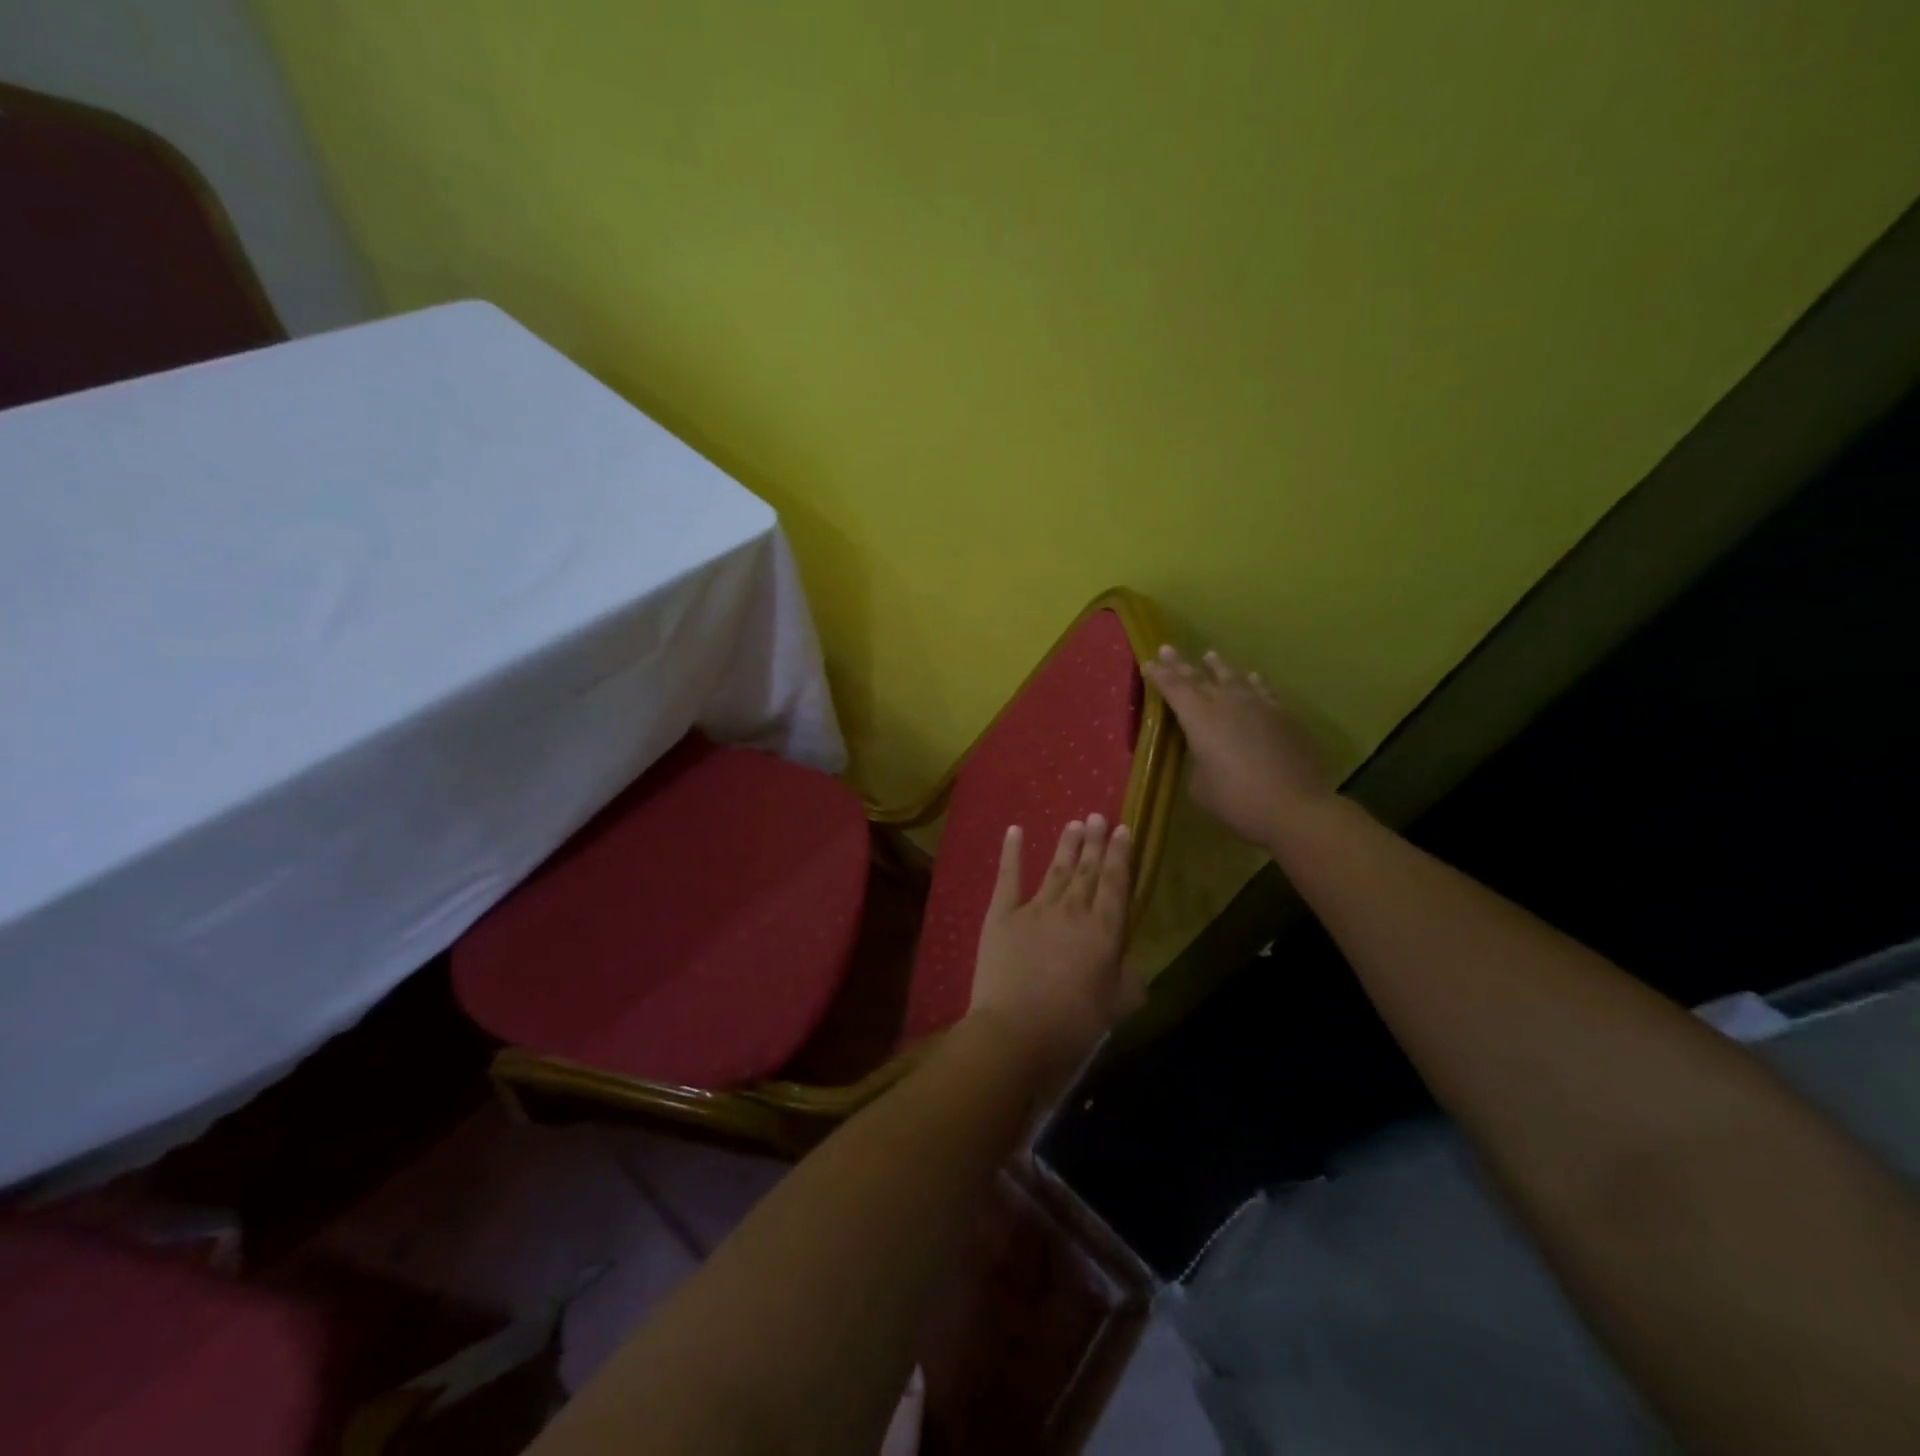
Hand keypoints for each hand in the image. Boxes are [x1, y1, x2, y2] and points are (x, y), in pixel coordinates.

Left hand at [968, 816, 1139, 1079]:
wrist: (1016, 1031)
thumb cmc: (1073, 1024)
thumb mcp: (1117, 1007)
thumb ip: (1130, 981)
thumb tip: (1132, 965)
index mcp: (1104, 930)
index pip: (1116, 883)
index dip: (1120, 855)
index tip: (1122, 829)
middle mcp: (1072, 910)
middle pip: (1087, 870)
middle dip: (1094, 842)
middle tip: (1098, 816)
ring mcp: (1035, 909)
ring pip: (1056, 869)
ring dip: (1066, 845)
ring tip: (1074, 823)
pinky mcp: (1002, 915)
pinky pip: (1008, 877)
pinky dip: (1012, 852)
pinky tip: (1015, 831)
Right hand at [1143, 645, 1333, 849]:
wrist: (1296, 807)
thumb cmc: (1237, 801)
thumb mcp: (1201, 786)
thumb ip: (1198, 761)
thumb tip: (1205, 753)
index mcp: (1200, 719)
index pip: (1174, 689)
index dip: (1160, 675)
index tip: (1149, 662)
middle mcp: (1227, 703)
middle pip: (1199, 678)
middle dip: (1181, 664)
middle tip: (1168, 648)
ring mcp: (1259, 706)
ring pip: (1234, 678)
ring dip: (1219, 667)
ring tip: (1210, 655)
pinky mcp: (1283, 715)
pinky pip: (1263, 690)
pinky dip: (1254, 682)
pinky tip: (1252, 677)